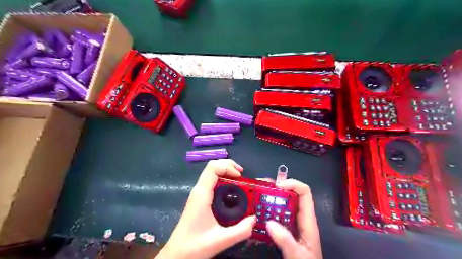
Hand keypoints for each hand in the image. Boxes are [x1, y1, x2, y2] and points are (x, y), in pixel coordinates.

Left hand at [155, 158, 256, 258]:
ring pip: (212, 173)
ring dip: (226, 172)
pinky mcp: (200, 199)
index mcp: (202, 194)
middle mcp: (199, 190)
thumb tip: (255, 219)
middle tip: (243, 176)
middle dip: (229, 166)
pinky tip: (232, 191)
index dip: (227, 167)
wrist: (177, 255)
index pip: (212, 168)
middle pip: (213, 166)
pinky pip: (212, 181)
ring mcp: (199, 193)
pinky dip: (223, 180)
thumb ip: (240, 231)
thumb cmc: (194, 246)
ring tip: (240, 181)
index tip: (240, 177)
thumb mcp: (220, 240)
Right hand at [265, 179, 321, 258]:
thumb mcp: (297, 255)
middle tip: (260, 187)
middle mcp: (300, 216)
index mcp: (308, 219)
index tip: (276, 186)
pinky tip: (257, 211)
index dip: (292, 184)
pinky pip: (276, 213)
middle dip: (276, 187)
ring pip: (283, 202)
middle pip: (291, 193)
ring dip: (270, 196)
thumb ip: (286, 240)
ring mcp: (292, 221)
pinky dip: (267, 208)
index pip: (304, 192)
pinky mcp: (285, 227)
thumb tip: (270, 222)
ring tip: (256, 195)